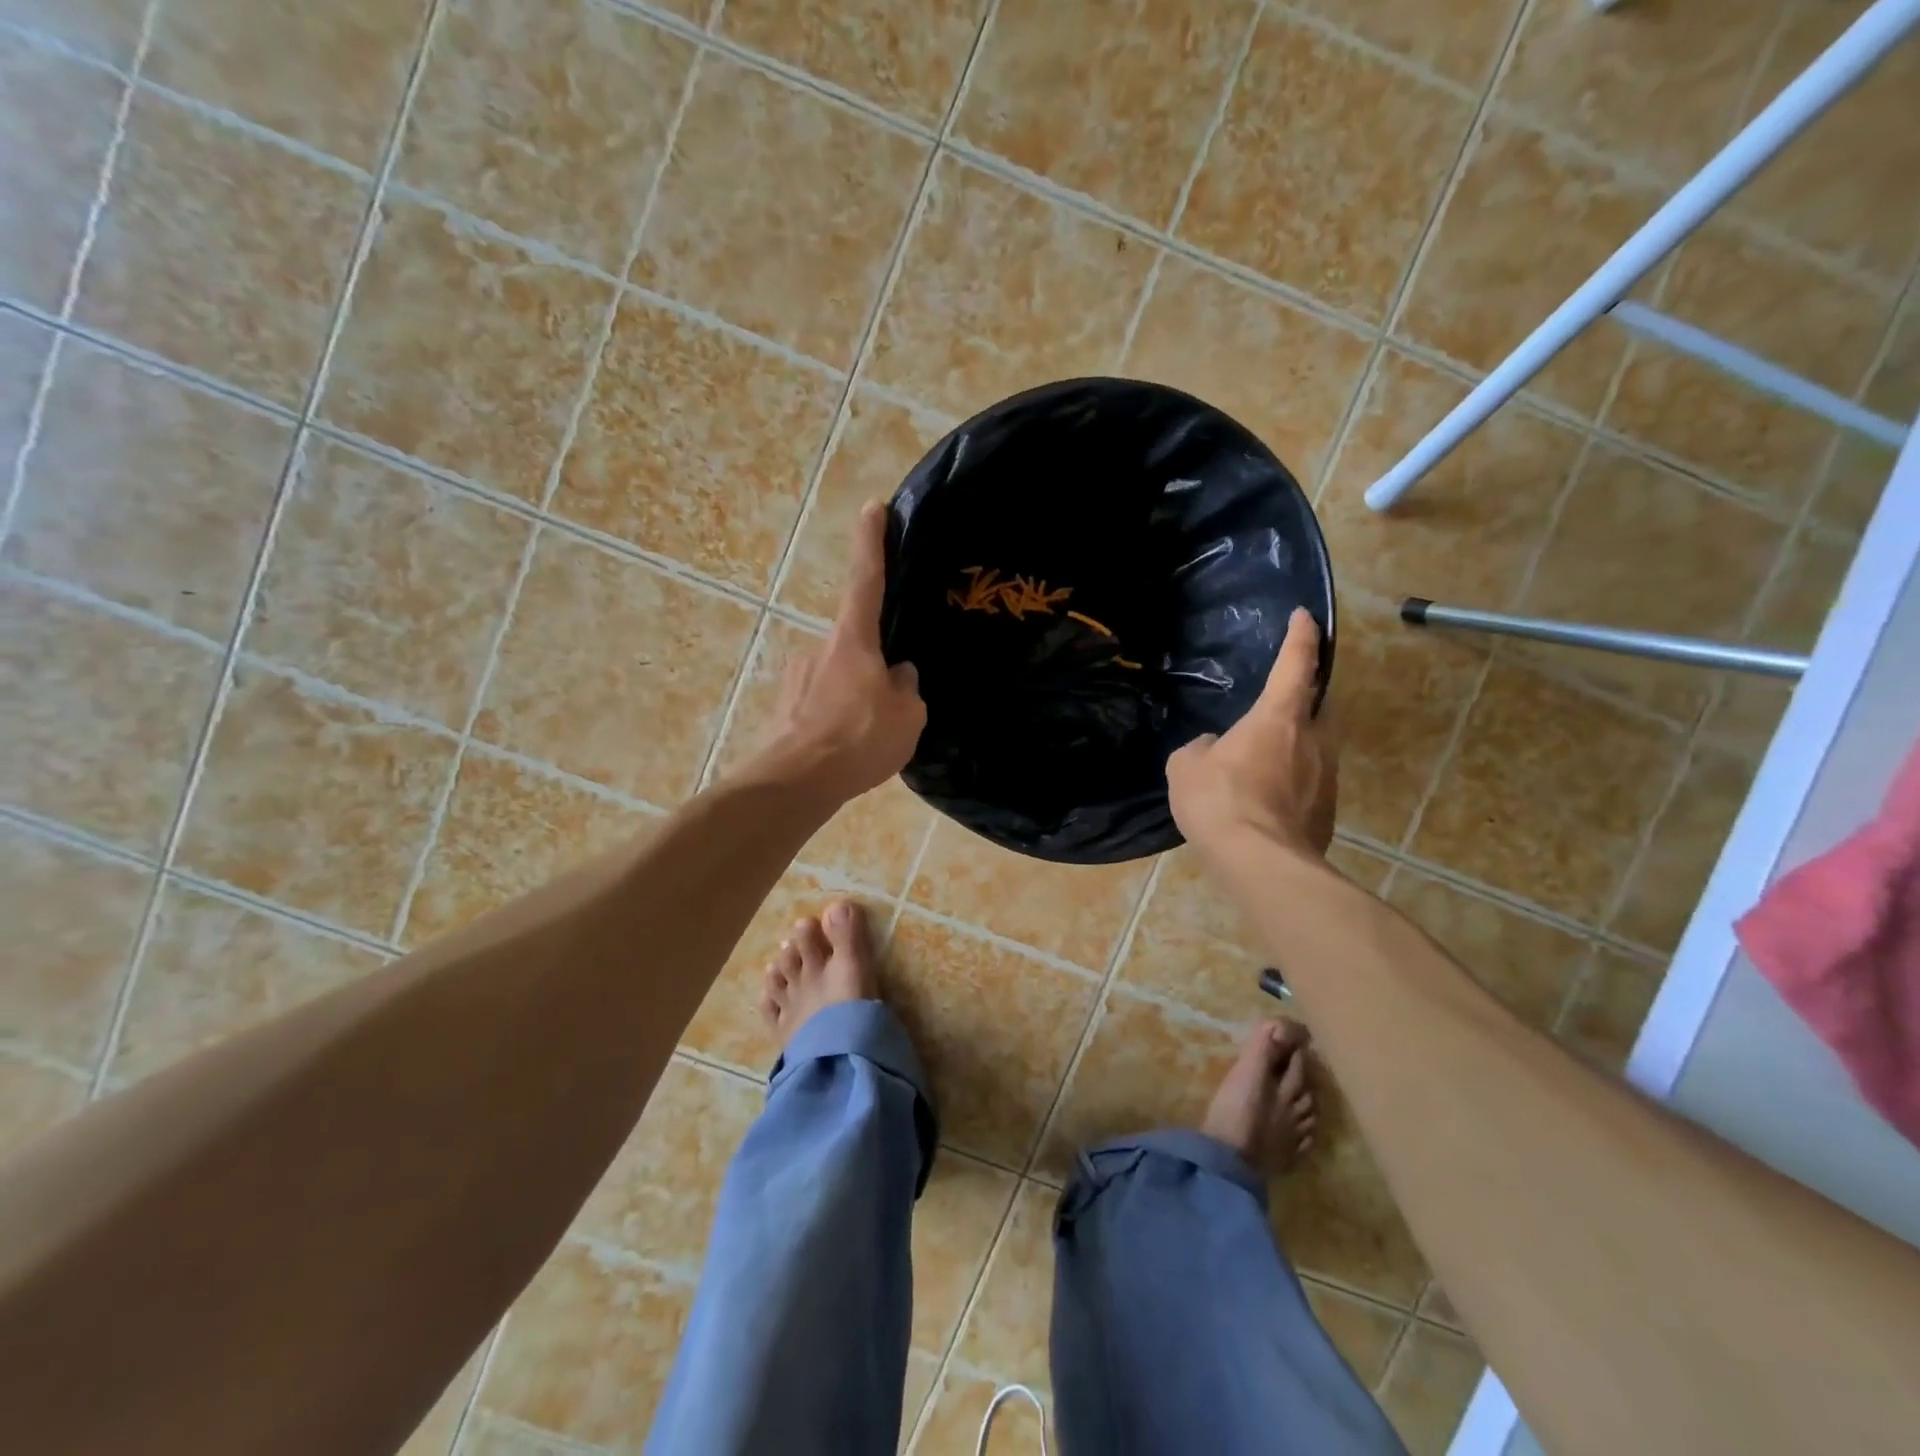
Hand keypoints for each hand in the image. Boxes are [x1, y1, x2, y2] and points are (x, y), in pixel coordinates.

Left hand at [757, 501, 926, 803]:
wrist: (794, 783)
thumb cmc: (857, 740)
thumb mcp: (906, 716)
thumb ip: (907, 688)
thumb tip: (898, 675)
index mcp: (852, 640)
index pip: (866, 579)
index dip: (871, 541)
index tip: (873, 506)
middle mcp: (819, 648)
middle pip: (857, 644)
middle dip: (875, 667)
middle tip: (892, 705)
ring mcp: (797, 679)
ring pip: (840, 679)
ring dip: (857, 699)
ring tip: (871, 739)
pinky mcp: (785, 709)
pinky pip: (822, 706)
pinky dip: (838, 720)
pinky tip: (847, 750)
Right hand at [1167, 608, 1336, 860]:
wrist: (1259, 861)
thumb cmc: (1219, 799)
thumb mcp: (1186, 766)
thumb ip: (1201, 748)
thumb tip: (1213, 748)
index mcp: (1279, 717)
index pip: (1296, 664)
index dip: (1301, 637)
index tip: (1305, 617)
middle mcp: (1314, 739)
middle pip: (1320, 703)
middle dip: (1307, 694)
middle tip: (1284, 696)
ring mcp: (1327, 776)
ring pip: (1317, 745)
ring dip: (1298, 742)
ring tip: (1266, 755)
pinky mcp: (1328, 810)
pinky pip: (1311, 782)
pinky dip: (1294, 780)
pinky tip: (1267, 797)